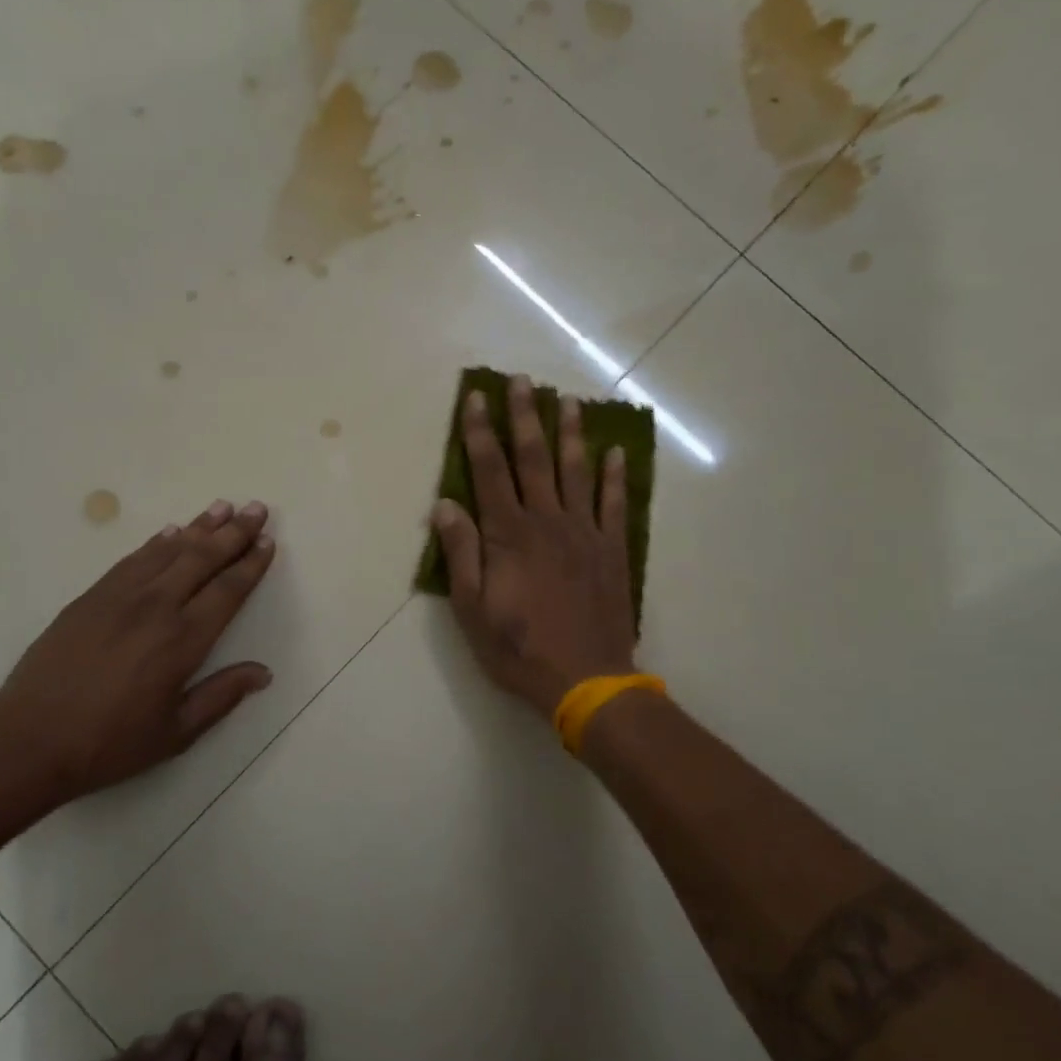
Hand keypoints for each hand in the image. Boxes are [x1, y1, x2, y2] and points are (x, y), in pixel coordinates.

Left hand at [0, 499, 277, 809]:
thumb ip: (221, 696)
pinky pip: (134, 559)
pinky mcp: (91, 596)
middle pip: (203, 559)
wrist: (29, 740)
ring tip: (222, 507)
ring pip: (169, 550)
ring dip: (199, 527)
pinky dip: (157, 542)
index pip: (228, 591)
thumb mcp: (176, 733)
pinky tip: (172, 531)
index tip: (268, 542)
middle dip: (234, 532)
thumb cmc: (109, 743)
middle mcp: (156, 607)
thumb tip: (264, 672)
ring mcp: (120, 597)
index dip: (251, 564)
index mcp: (183, 641)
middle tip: (256, 509)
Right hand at [432, 376, 636, 717]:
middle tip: (523, 380)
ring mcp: (584, 533)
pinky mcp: (612, 550)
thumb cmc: (519, 648)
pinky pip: (613, 504)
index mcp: (509, 535)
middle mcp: (547, 522)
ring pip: (576, 471)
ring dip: (571, 434)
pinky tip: (615, 451)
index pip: (490, 470)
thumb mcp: (472, 609)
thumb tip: (445, 504)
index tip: (477, 397)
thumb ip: (461, 554)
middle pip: (534, 459)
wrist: (587, 680)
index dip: (481, 431)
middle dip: (525, 417)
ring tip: (568, 401)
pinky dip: (614, 476)